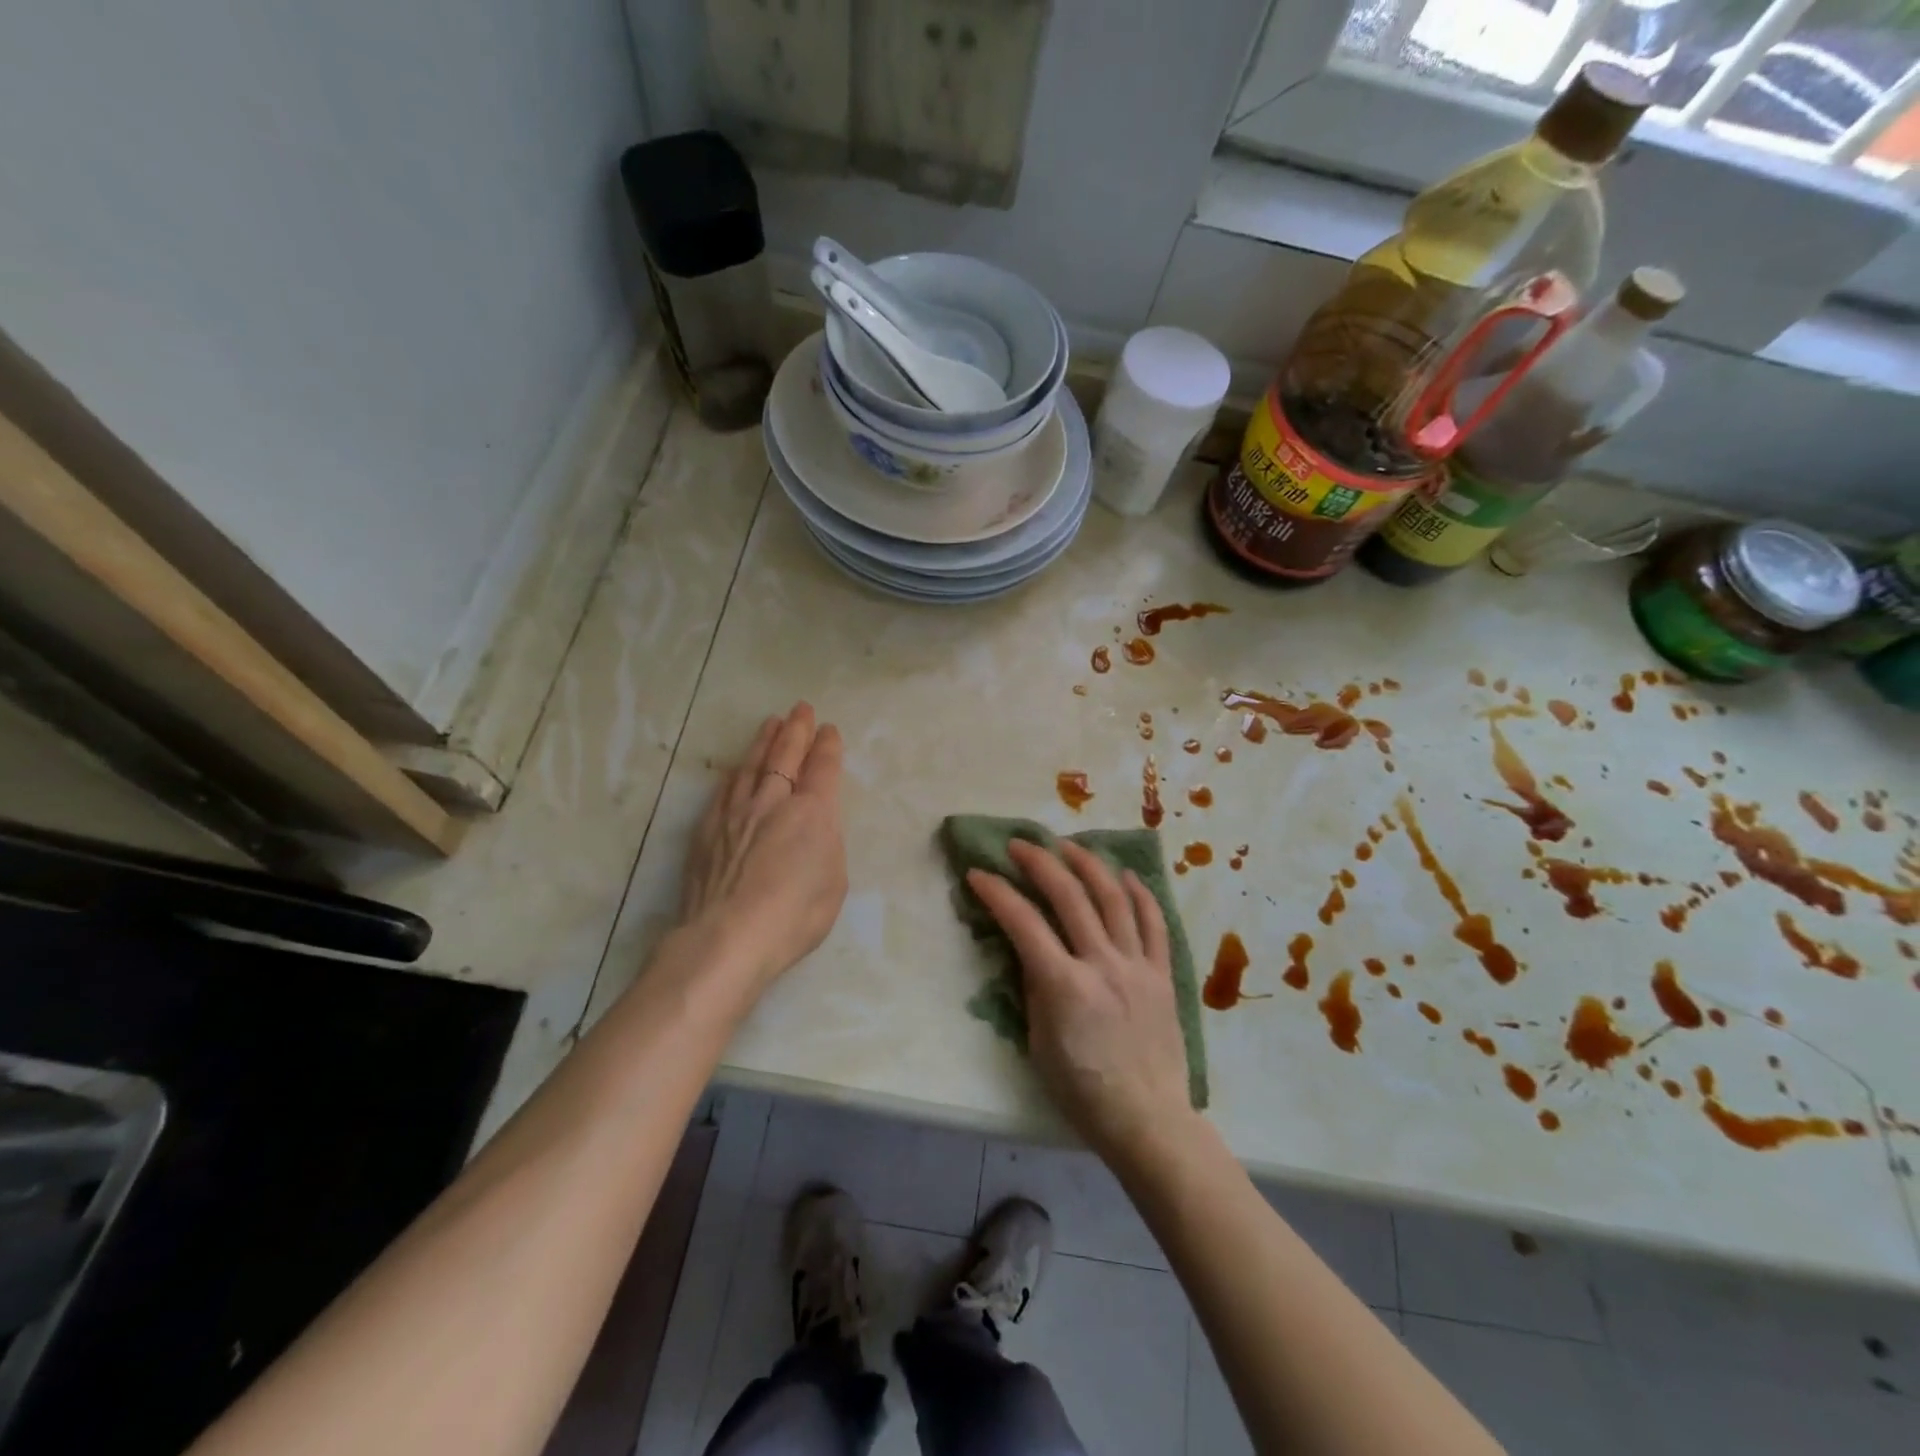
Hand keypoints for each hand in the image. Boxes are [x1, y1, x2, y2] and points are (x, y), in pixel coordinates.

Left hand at [679, 703, 847, 988]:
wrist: (728, 937)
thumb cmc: (794, 916)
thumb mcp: (834, 883)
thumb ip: (827, 846)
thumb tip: (814, 829)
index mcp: (812, 813)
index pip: (822, 768)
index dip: (827, 746)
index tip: (828, 729)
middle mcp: (774, 801)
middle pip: (786, 755)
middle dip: (796, 729)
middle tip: (801, 709)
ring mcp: (736, 812)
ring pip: (752, 764)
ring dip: (764, 741)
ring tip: (771, 723)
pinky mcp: (708, 829)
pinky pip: (725, 789)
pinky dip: (735, 772)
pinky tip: (737, 767)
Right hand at [965, 841, 1195, 1168]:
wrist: (1146, 1119)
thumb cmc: (1081, 1090)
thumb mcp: (1038, 1042)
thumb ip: (1033, 987)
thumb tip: (1028, 947)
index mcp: (1064, 985)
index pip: (1023, 922)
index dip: (997, 893)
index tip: (978, 873)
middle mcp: (1101, 964)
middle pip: (1069, 896)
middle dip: (1040, 862)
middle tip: (1020, 844)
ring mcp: (1136, 965)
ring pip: (1113, 898)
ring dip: (1088, 864)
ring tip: (1068, 845)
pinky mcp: (1162, 974)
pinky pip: (1154, 923)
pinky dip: (1139, 894)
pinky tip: (1124, 875)